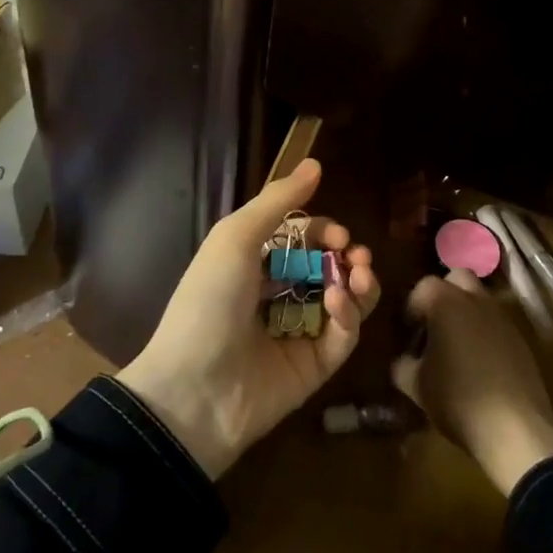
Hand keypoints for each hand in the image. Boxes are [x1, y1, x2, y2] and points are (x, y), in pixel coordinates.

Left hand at [119, 159, 377, 478]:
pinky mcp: (314, 368)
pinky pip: (342, 337)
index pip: (304, 240)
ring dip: (358, 283)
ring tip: (360, 275)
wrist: (192, 390)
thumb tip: (315, 163)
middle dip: (349, 256)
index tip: (339, 234)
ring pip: (344, 301)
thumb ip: (278, 201)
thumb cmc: (209, 301)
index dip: (325, 232)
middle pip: (329, 268)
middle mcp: (280, 295)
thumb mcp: (236, 237)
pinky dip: (348, 316)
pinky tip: (339, 303)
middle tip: (356, 255)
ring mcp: (299, 333)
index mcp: (256, 264)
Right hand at [391, 270, 552, 496]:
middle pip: (457, 279)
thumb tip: (403, 360)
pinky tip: (479, 365)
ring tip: (456, 347)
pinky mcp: (521, 340)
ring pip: (480, 300)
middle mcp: (476, 300)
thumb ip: (402, 365)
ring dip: (466, 314)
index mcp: (446, 302)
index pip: (423, 287)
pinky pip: (496, 325)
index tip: (408, 333)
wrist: (515, 429)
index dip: (412, 307)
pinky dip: (485, 333)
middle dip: (443, 295)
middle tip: (434, 326)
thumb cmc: (457, 399)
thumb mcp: (416, 386)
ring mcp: (503, 319)